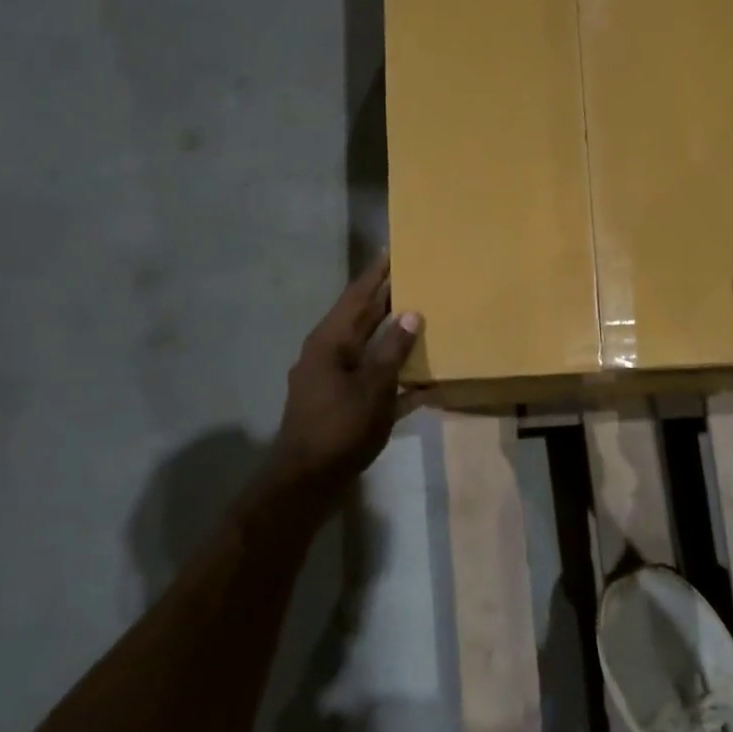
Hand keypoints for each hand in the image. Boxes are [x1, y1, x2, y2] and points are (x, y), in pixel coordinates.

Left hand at [268, 255, 422, 499]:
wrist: (308, 480)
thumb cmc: (339, 428)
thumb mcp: (372, 387)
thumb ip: (392, 350)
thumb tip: (412, 313)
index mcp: (330, 341)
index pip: (357, 296)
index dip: (377, 274)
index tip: (395, 250)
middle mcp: (329, 354)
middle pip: (363, 320)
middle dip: (388, 300)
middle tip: (417, 278)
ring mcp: (334, 381)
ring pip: (370, 350)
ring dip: (394, 337)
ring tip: (425, 320)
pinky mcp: (344, 405)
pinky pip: (374, 382)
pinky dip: (396, 379)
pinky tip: (424, 382)